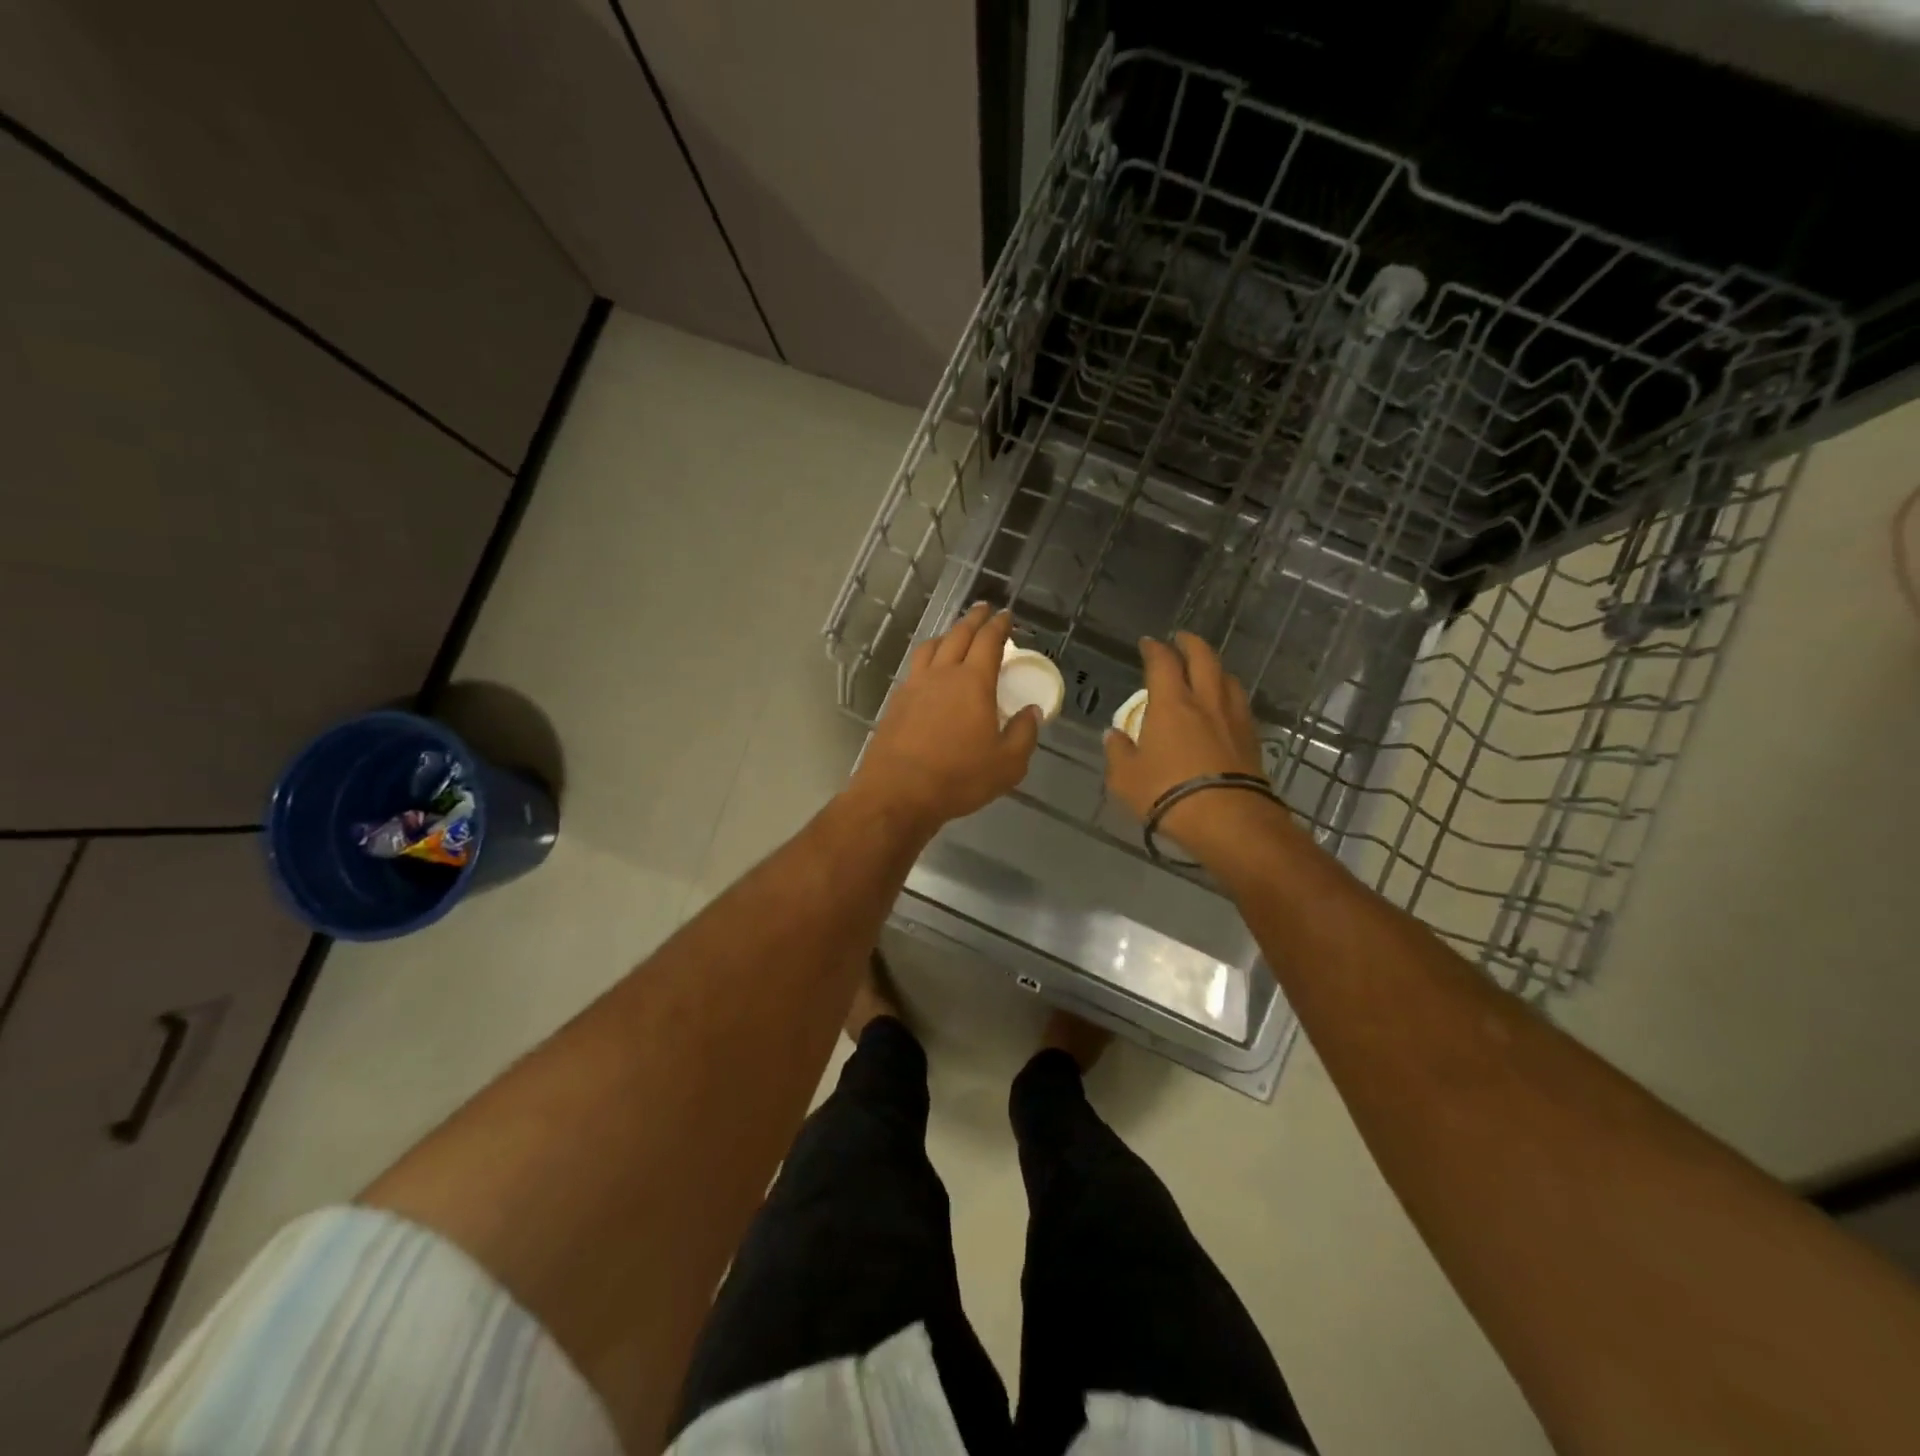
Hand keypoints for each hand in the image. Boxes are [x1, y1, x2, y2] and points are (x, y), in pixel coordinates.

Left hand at [848, 603, 1041, 834]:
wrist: (898, 793)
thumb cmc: (958, 778)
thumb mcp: (1007, 764)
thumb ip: (1024, 734)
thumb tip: (1031, 712)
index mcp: (973, 682)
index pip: (988, 642)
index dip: (999, 626)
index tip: (1006, 616)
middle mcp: (942, 675)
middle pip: (958, 635)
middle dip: (973, 620)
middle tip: (983, 610)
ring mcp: (914, 686)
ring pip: (931, 648)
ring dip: (947, 635)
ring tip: (954, 634)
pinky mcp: (896, 703)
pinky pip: (915, 668)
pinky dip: (928, 658)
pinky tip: (929, 671)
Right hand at [1103, 633, 1268, 844]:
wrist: (1227, 819)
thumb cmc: (1166, 793)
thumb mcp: (1125, 777)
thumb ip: (1118, 751)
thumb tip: (1113, 735)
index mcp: (1171, 704)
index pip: (1163, 663)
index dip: (1154, 649)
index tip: (1148, 643)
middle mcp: (1205, 702)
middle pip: (1204, 659)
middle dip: (1191, 644)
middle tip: (1181, 640)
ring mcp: (1233, 719)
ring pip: (1228, 679)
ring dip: (1215, 668)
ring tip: (1206, 670)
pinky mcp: (1252, 740)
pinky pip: (1240, 705)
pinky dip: (1229, 696)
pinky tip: (1223, 707)